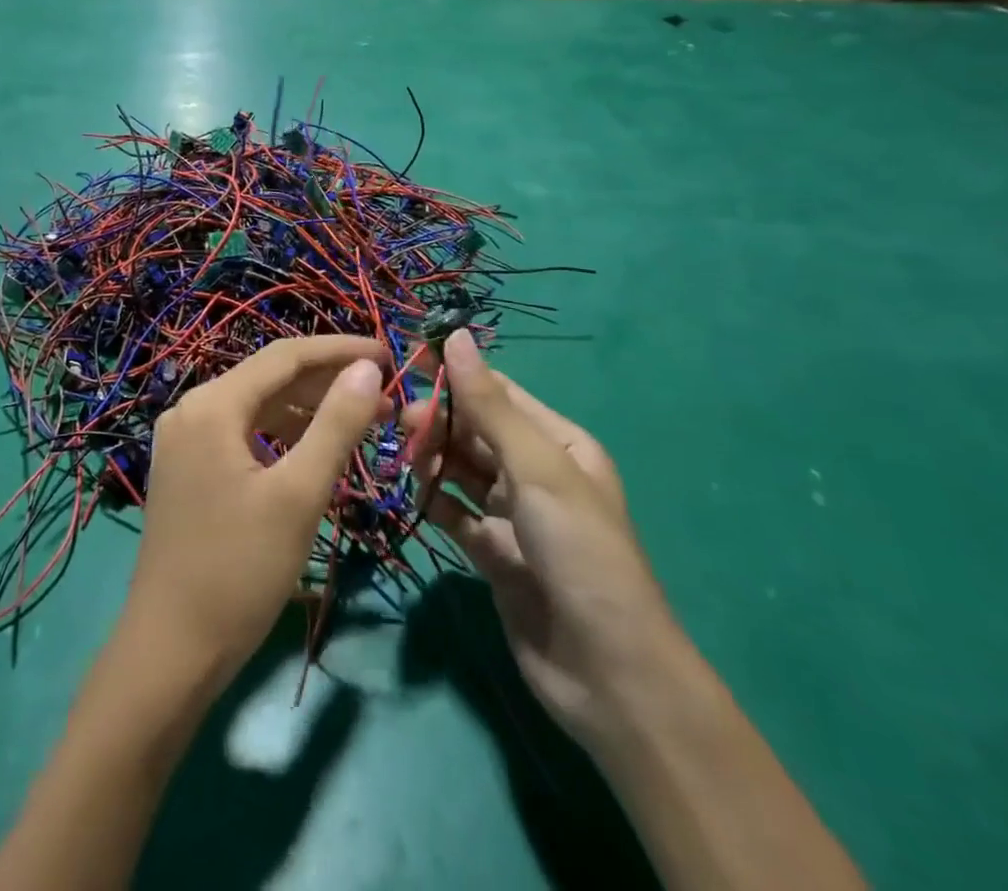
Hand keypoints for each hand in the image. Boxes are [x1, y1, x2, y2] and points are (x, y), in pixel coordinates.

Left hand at [122, 336, 390, 687]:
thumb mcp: (298, 495)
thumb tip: (368, 369)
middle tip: (386, 396)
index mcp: (213, 404)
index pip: (286, 356)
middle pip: (270, 377)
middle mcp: (192, 409)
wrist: (170, 651)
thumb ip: (336, 424)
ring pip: (258, 406)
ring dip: (309, 409)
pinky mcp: (188, 468)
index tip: (391, 356)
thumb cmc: (239, 570)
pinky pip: (243, 433)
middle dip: (329, 382)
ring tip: (363, 421)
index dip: (341, 350)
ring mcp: (185, 439)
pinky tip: (315, 448)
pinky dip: (282, 434)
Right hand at [404, 331, 681, 741]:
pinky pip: (456, 514)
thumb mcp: (537, 467)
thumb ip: (489, 404)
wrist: (607, 672)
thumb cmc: (579, 550)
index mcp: (558, 443)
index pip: (497, 392)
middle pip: (475, 431)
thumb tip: (455, 336)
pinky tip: (420, 498)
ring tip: (408, 460)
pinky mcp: (495, 555)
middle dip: (439, 421)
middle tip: (400, 424)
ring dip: (433, 459)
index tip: (404, 363)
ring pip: (462, 470)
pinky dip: (436, 502)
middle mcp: (536, 473)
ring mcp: (515, 516)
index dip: (453, 375)